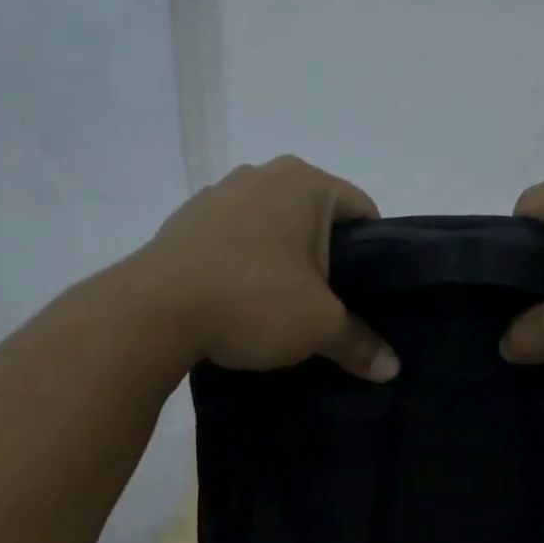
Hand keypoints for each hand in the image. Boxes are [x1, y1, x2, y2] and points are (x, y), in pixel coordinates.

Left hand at [134, 156, 399, 379]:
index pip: (363, 211)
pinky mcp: (185, 220)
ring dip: (284, 261)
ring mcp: (217, 194)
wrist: (151, 312)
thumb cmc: (252, 300)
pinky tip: (241, 300)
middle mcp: (262, 174)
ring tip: (284, 306)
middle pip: (316, 218)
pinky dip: (246, 263)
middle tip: (333, 305)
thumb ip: (360, 343)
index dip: (376, 255)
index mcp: (304, 183)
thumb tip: (392, 369)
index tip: (370, 294)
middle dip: (328, 260)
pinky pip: (235, 239)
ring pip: (273, 227)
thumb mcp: (319, 327)